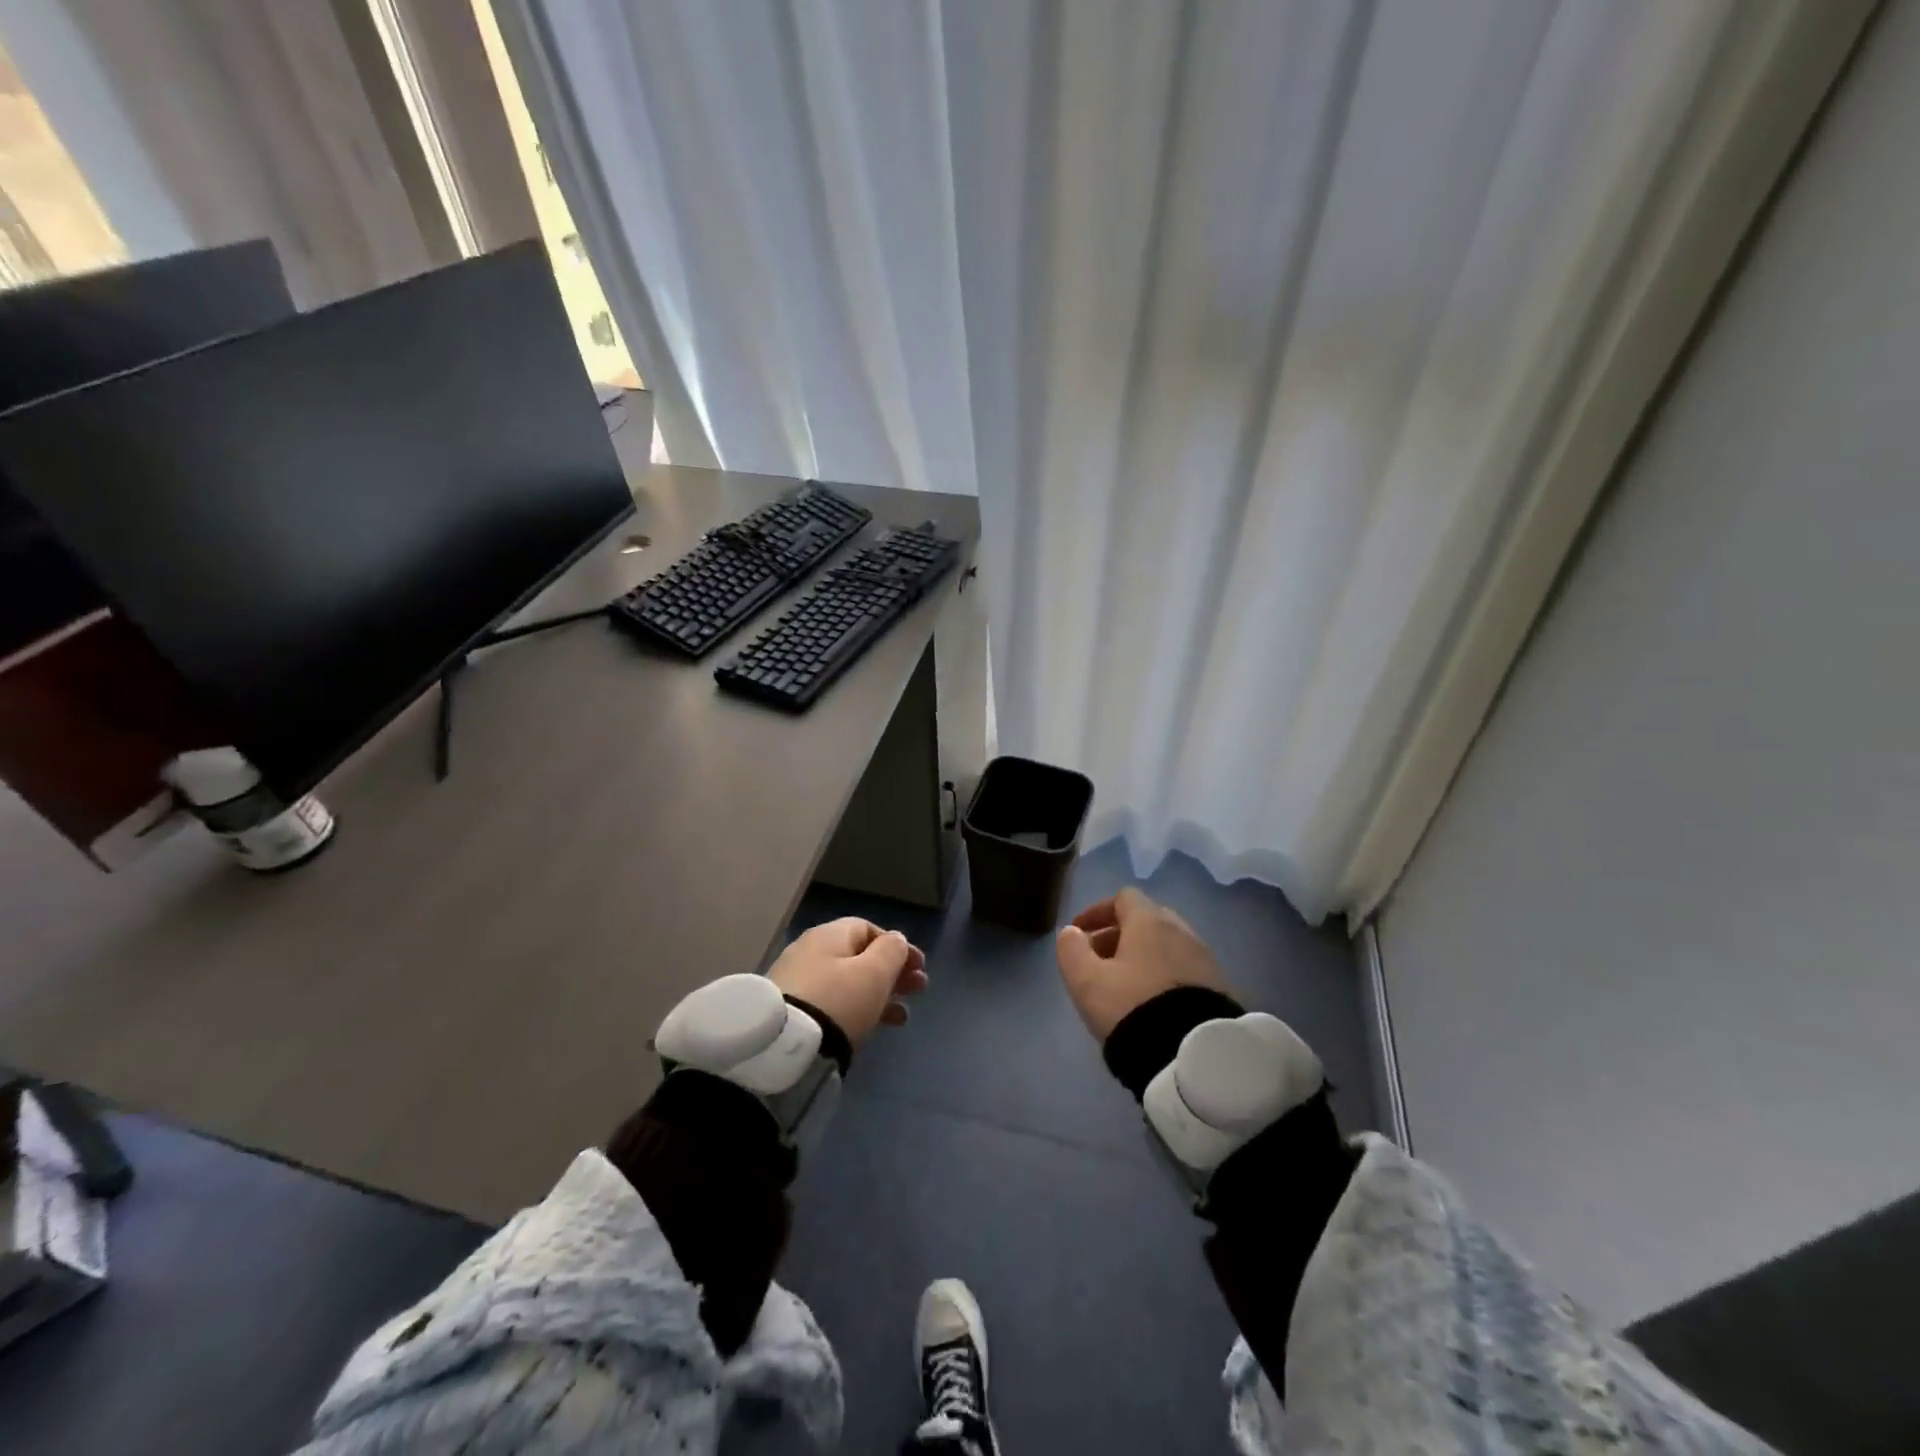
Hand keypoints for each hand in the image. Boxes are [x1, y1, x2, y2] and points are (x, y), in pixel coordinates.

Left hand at [768, 917, 927, 1048]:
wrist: (784, 1048)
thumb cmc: (838, 1001)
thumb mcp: (874, 973)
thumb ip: (891, 951)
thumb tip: (896, 940)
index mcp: (828, 935)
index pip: (867, 928)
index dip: (897, 946)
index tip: (919, 967)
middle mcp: (809, 952)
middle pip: (858, 956)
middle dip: (892, 972)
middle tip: (918, 990)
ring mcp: (797, 982)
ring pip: (847, 982)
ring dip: (878, 994)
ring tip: (901, 1017)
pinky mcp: (791, 1012)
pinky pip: (833, 1003)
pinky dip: (856, 1010)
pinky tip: (872, 1027)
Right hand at [1055, 888, 1235, 1041]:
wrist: (1192, 1054)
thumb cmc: (1132, 1007)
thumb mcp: (1087, 981)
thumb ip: (1072, 950)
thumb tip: (1071, 932)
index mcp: (1149, 921)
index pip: (1124, 898)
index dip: (1097, 911)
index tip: (1079, 933)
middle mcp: (1182, 931)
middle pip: (1147, 919)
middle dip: (1119, 934)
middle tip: (1099, 959)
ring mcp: (1205, 959)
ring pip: (1167, 945)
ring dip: (1143, 956)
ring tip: (1124, 984)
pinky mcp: (1219, 987)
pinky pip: (1184, 969)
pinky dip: (1163, 974)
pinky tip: (1152, 1001)